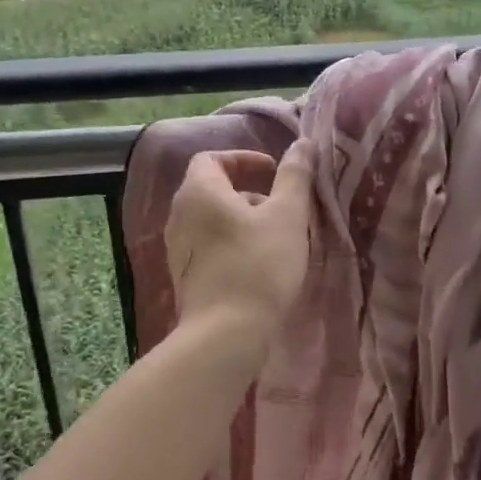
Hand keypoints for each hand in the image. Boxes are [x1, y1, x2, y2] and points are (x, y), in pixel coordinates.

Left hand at [166, 144, 315, 337]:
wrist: (225, 335)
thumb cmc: (259, 266)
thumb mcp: (287, 216)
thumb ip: (295, 176)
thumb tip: (303, 143)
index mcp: (199, 192)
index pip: (212, 158)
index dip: (243, 159)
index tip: (273, 173)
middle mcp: (179, 215)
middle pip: (212, 189)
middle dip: (249, 192)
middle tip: (282, 208)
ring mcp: (177, 249)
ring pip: (212, 220)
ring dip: (243, 220)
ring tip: (276, 238)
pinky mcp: (184, 276)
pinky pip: (208, 246)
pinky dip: (232, 243)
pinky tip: (259, 265)